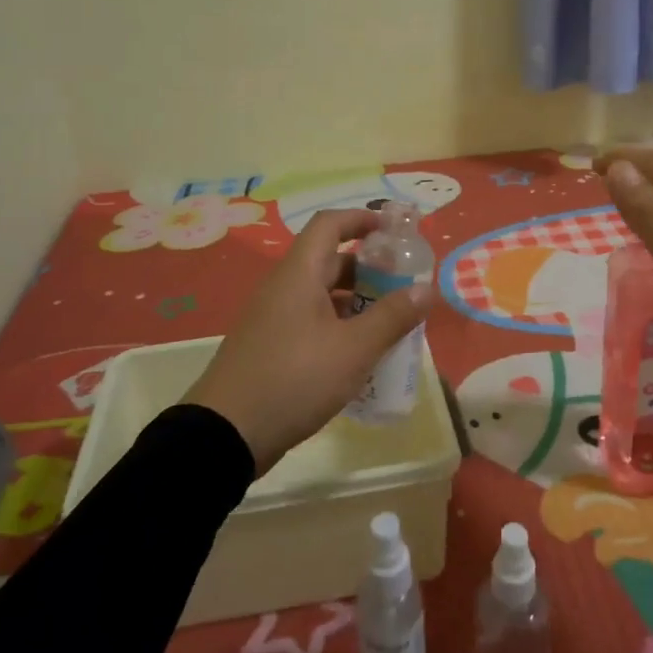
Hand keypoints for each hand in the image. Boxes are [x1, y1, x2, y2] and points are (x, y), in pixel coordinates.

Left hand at [183, 209, 434, 473]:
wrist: (226, 433)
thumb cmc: (294, 379)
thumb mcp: (353, 350)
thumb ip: (392, 317)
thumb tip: (426, 290)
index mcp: (299, 274)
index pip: (329, 225)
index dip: (362, 219)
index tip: (394, 230)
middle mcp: (283, 288)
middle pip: (329, 261)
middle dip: (369, 268)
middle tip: (404, 285)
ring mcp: (273, 318)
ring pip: (321, 295)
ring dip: (357, 301)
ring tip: (391, 323)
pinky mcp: (270, 346)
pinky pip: (311, 321)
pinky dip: (339, 326)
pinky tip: (360, 354)